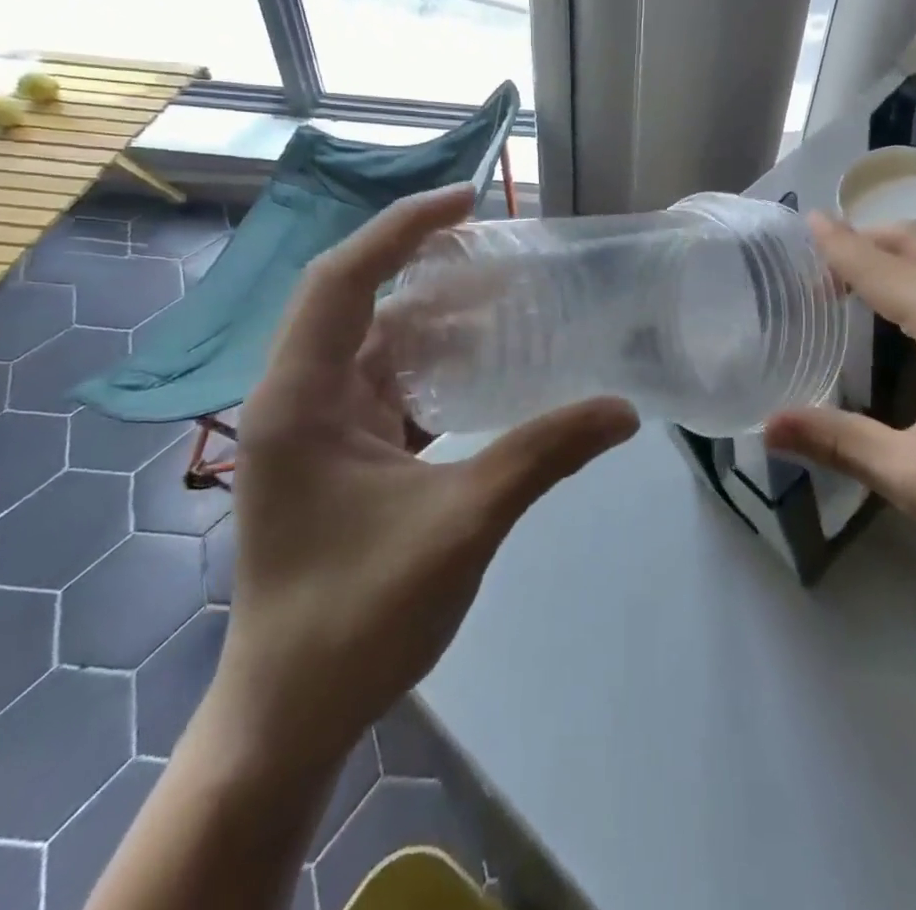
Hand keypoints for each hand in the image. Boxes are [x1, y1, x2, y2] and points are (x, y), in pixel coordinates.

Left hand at [214, 184, 637, 766]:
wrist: (290, 718)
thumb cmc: (356, 616)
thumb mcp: (463, 524)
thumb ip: (544, 456)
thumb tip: (625, 410)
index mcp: (301, 399)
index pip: (343, 278)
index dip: (403, 227)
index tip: (469, 197)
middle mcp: (299, 398)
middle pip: (357, 300)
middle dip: (424, 263)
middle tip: (500, 246)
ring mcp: (317, 428)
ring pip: (375, 344)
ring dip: (433, 316)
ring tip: (506, 296)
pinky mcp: (339, 456)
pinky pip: (387, 385)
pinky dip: (434, 364)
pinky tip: (485, 366)